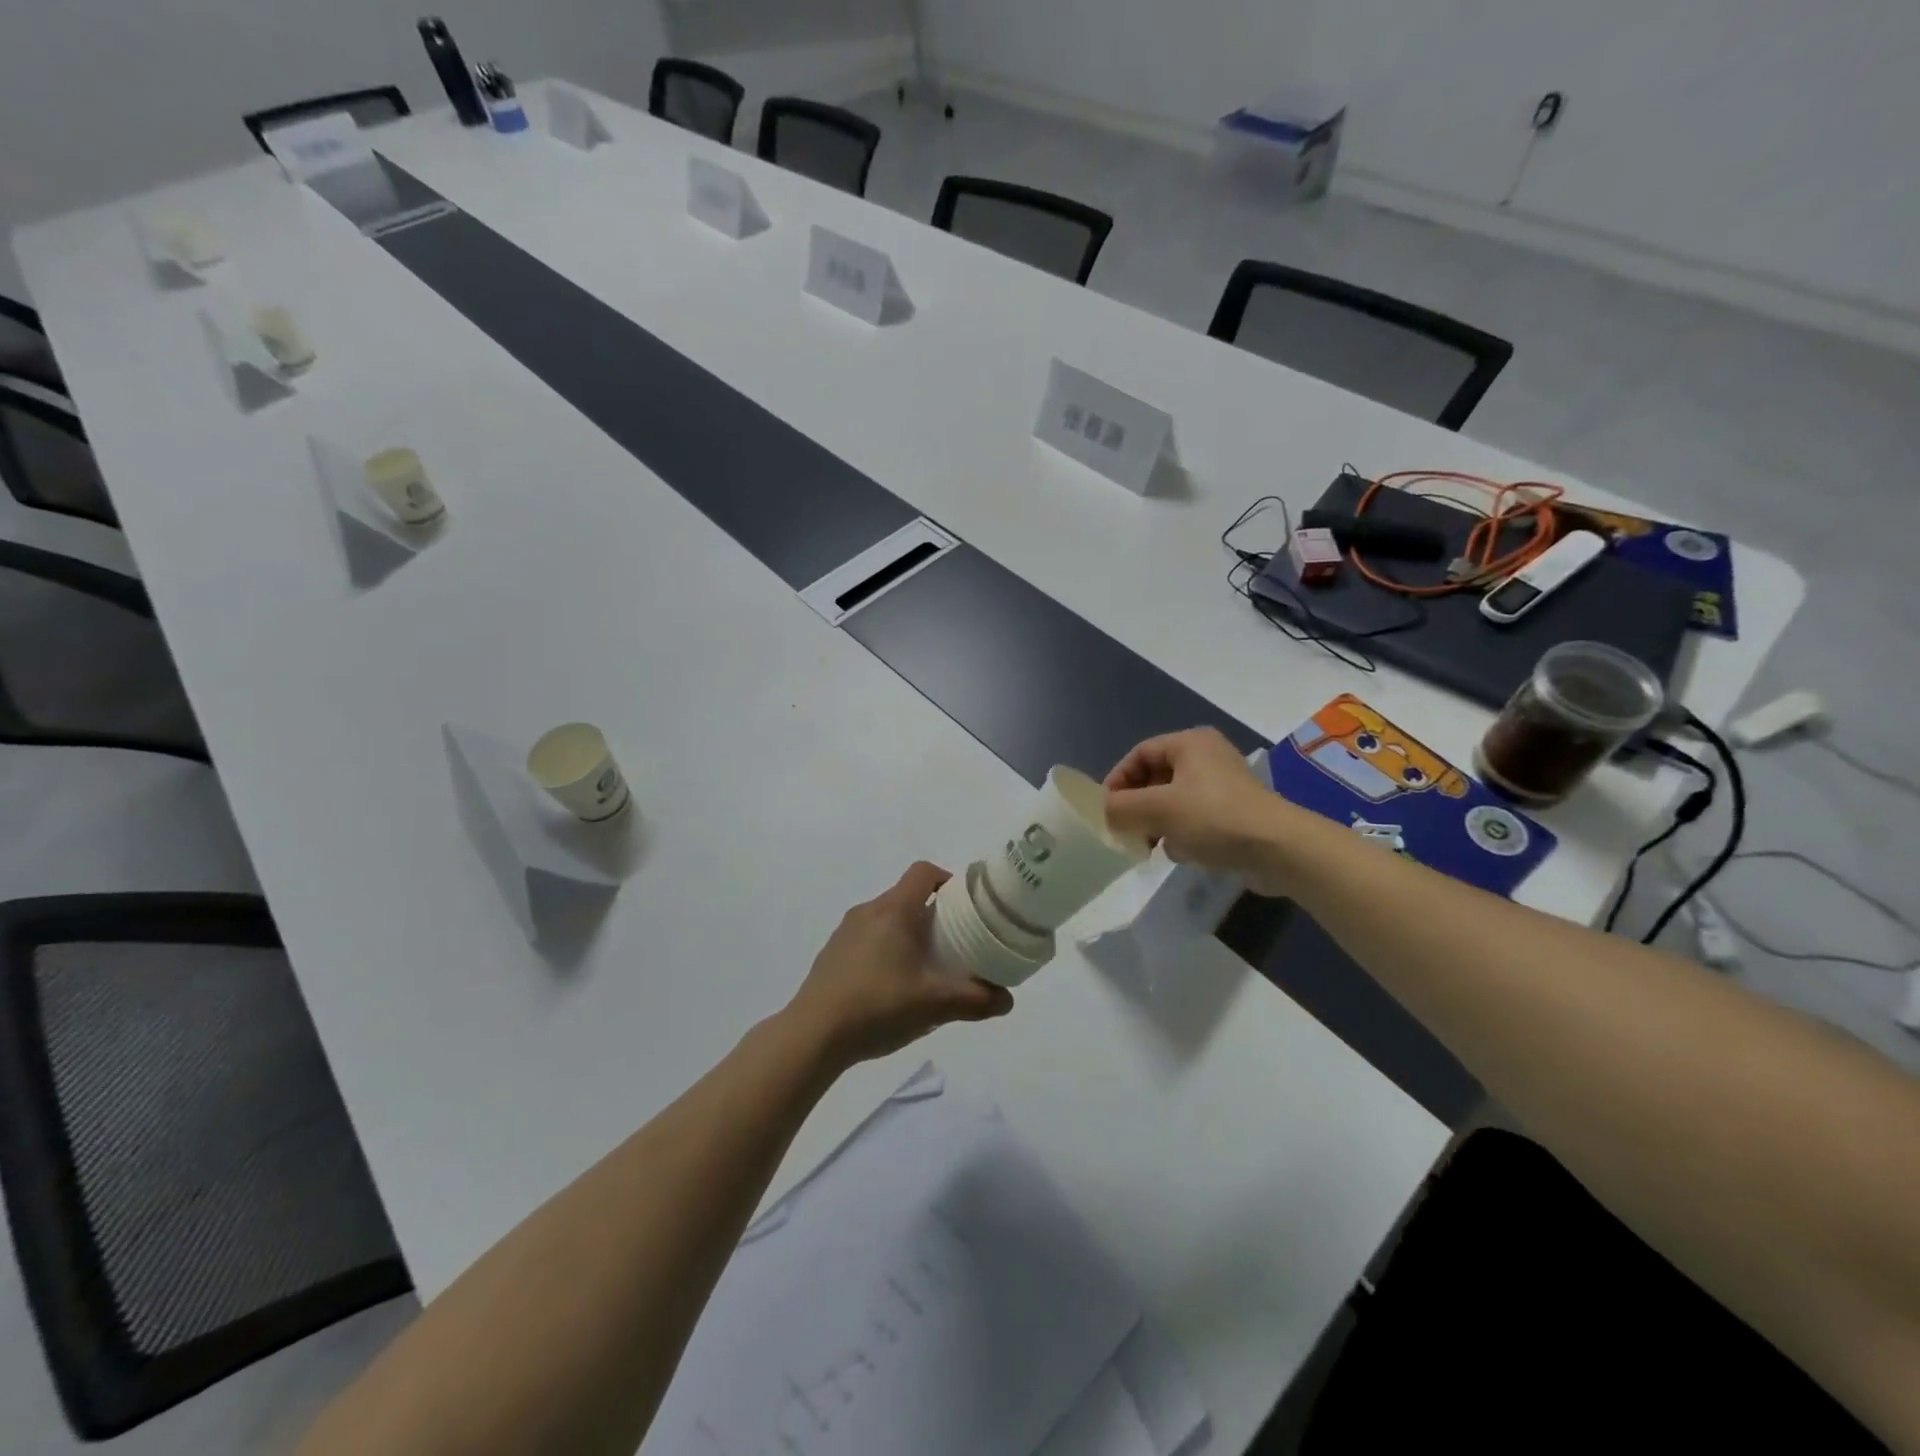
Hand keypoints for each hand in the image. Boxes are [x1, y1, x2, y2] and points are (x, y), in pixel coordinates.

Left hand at [786, 862, 1013, 1069]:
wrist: (813, 1035)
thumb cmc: (878, 1006)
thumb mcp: (934, 1005)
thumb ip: (975, 1000)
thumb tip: (1007, 1001)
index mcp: (894, 910)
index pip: (924, 872)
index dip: (948, 880)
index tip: (965, 907)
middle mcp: (868, 911)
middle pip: (907, 897)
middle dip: (933, 915)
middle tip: (953, 945)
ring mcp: (844, 932)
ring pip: (886, 919)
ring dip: (907, 935)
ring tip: (924, 970)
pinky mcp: (831, 954)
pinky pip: (867, 940)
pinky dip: (884, 951)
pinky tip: (890, 989)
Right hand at [1104, 729, 1296, 894]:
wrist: (1279, 849)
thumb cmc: (1214, 818)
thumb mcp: (1158, 809)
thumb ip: (1122, 807)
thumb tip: (1105, 812)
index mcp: (1190, 743)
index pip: (1140, 753)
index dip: (1118, 779)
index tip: (1106, 809)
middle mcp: (1207, 757)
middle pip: (1155, 777)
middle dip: (1137, 806)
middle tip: (1125, 830)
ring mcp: (1222, 785)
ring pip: (1173, 800)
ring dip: (1158, 822)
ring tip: (1152, 845)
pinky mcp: (1234, 811)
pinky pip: (1194, 816)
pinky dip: (1182, 832)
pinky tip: (1183, 852)